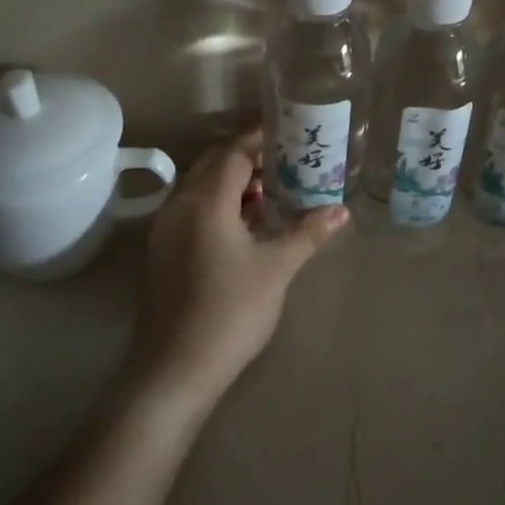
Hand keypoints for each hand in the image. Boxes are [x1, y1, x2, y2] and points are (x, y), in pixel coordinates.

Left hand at [123, 128, 348, 417]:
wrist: (173, 371)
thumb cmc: (230, 312)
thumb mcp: (277, 269)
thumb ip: (308, 233)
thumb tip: (342, 210)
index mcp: (205, 201)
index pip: (234, 153)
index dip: (260, 140)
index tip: (289, 133)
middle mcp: (179, 206)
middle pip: (213, 164)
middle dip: (247, 158)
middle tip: (284, 160)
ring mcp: (165, 230)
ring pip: (199, 188)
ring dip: (231, 182)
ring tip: (270, 191)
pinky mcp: (162, 253)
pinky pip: (191, 210)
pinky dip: (217, 204)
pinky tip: (244, 225)